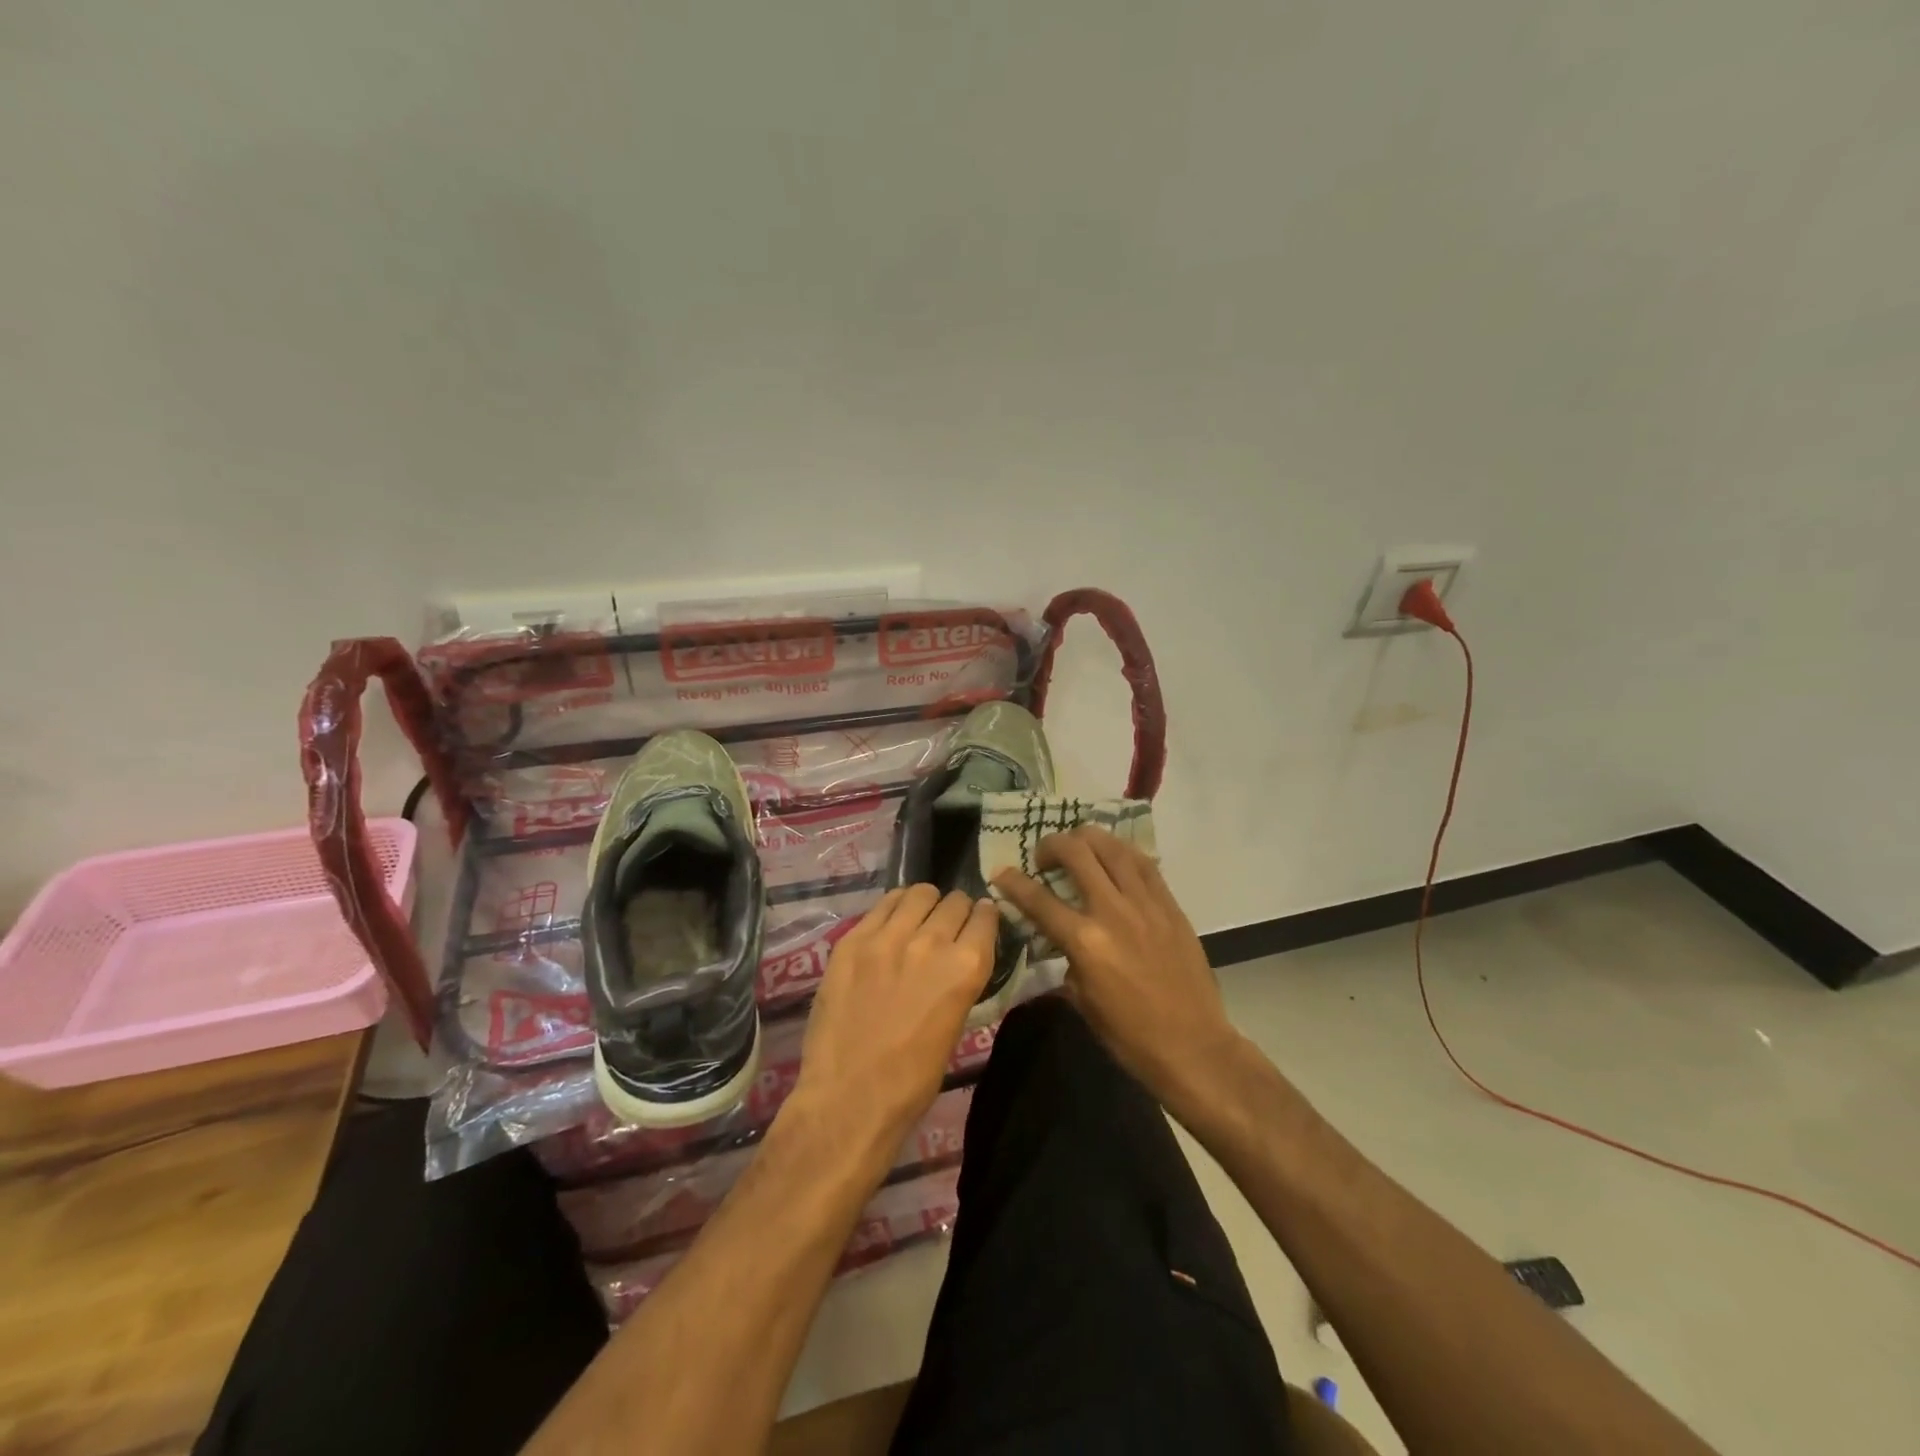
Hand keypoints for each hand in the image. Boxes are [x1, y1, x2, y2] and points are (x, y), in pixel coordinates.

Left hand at [787, 885, 998, 1166]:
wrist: (850, 1098)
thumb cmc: (913, 1079)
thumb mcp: (956, 1023)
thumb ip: (959, 979)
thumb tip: (959, 954)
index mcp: (965, 967)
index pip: (985, 916)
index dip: (984, 917)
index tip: (980, 920)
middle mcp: (931, 941)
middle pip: (954, 901)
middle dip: (957, 910)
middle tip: (948, 925)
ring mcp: (887, 936)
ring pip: (918, 893)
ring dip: (925, 904)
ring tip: (918, 918)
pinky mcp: (853, 939)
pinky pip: (882, 905)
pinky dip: (894, 909)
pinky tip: (891, 924)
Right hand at [992, 827, 1240, 1114]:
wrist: (1193, 1045)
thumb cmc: (1130, 1035)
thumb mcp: (1082, 1000)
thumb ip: (1066, 960)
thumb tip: (1058, 940)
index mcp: (1085, 942)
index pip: (1038, 900)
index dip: (1014, 882)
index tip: (1001, 872)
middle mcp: (1112, 912)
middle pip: (1076, 853)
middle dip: (1051, 845)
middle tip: (1044, 857)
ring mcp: (1145, 904)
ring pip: (1112, 847)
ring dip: (1087, 839)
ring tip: (1078, 847)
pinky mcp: (1170, 905)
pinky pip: (1144, 864)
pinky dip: (1122, 853)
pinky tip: (1114, 857)